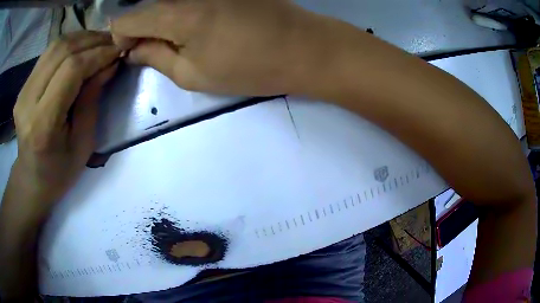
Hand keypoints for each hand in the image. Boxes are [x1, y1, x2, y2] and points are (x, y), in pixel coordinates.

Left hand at [12, 31, 119, 210]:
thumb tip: (110, 64)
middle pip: (61, 51)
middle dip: (91, 40)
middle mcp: (28, 101)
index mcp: (42, 124)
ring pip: (54, 46)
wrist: (32, 178)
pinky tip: (81, 49)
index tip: (119, 50)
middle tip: (113, 42)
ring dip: (81, 38)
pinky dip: (69, 45)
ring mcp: (23, 91)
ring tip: (100, 43)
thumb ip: (92, 99)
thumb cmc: (60, 171)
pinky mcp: (23, 86)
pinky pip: (48, 53)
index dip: (98, 54)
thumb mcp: (83, 143)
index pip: (71, 69)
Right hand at [110, 0, 322, 95]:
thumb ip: (156, 58)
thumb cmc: (249, 66)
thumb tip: (134, 50)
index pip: (125, 20)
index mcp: (174, 13)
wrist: (302, 47)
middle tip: (157, 47)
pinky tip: (198, 23)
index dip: (121, 38)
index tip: (134, 51)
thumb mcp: (193, 75)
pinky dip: (181, 10)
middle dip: (141, 28)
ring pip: (166, 1)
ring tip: (181, 37)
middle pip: (145, 7)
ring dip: (161, 19)